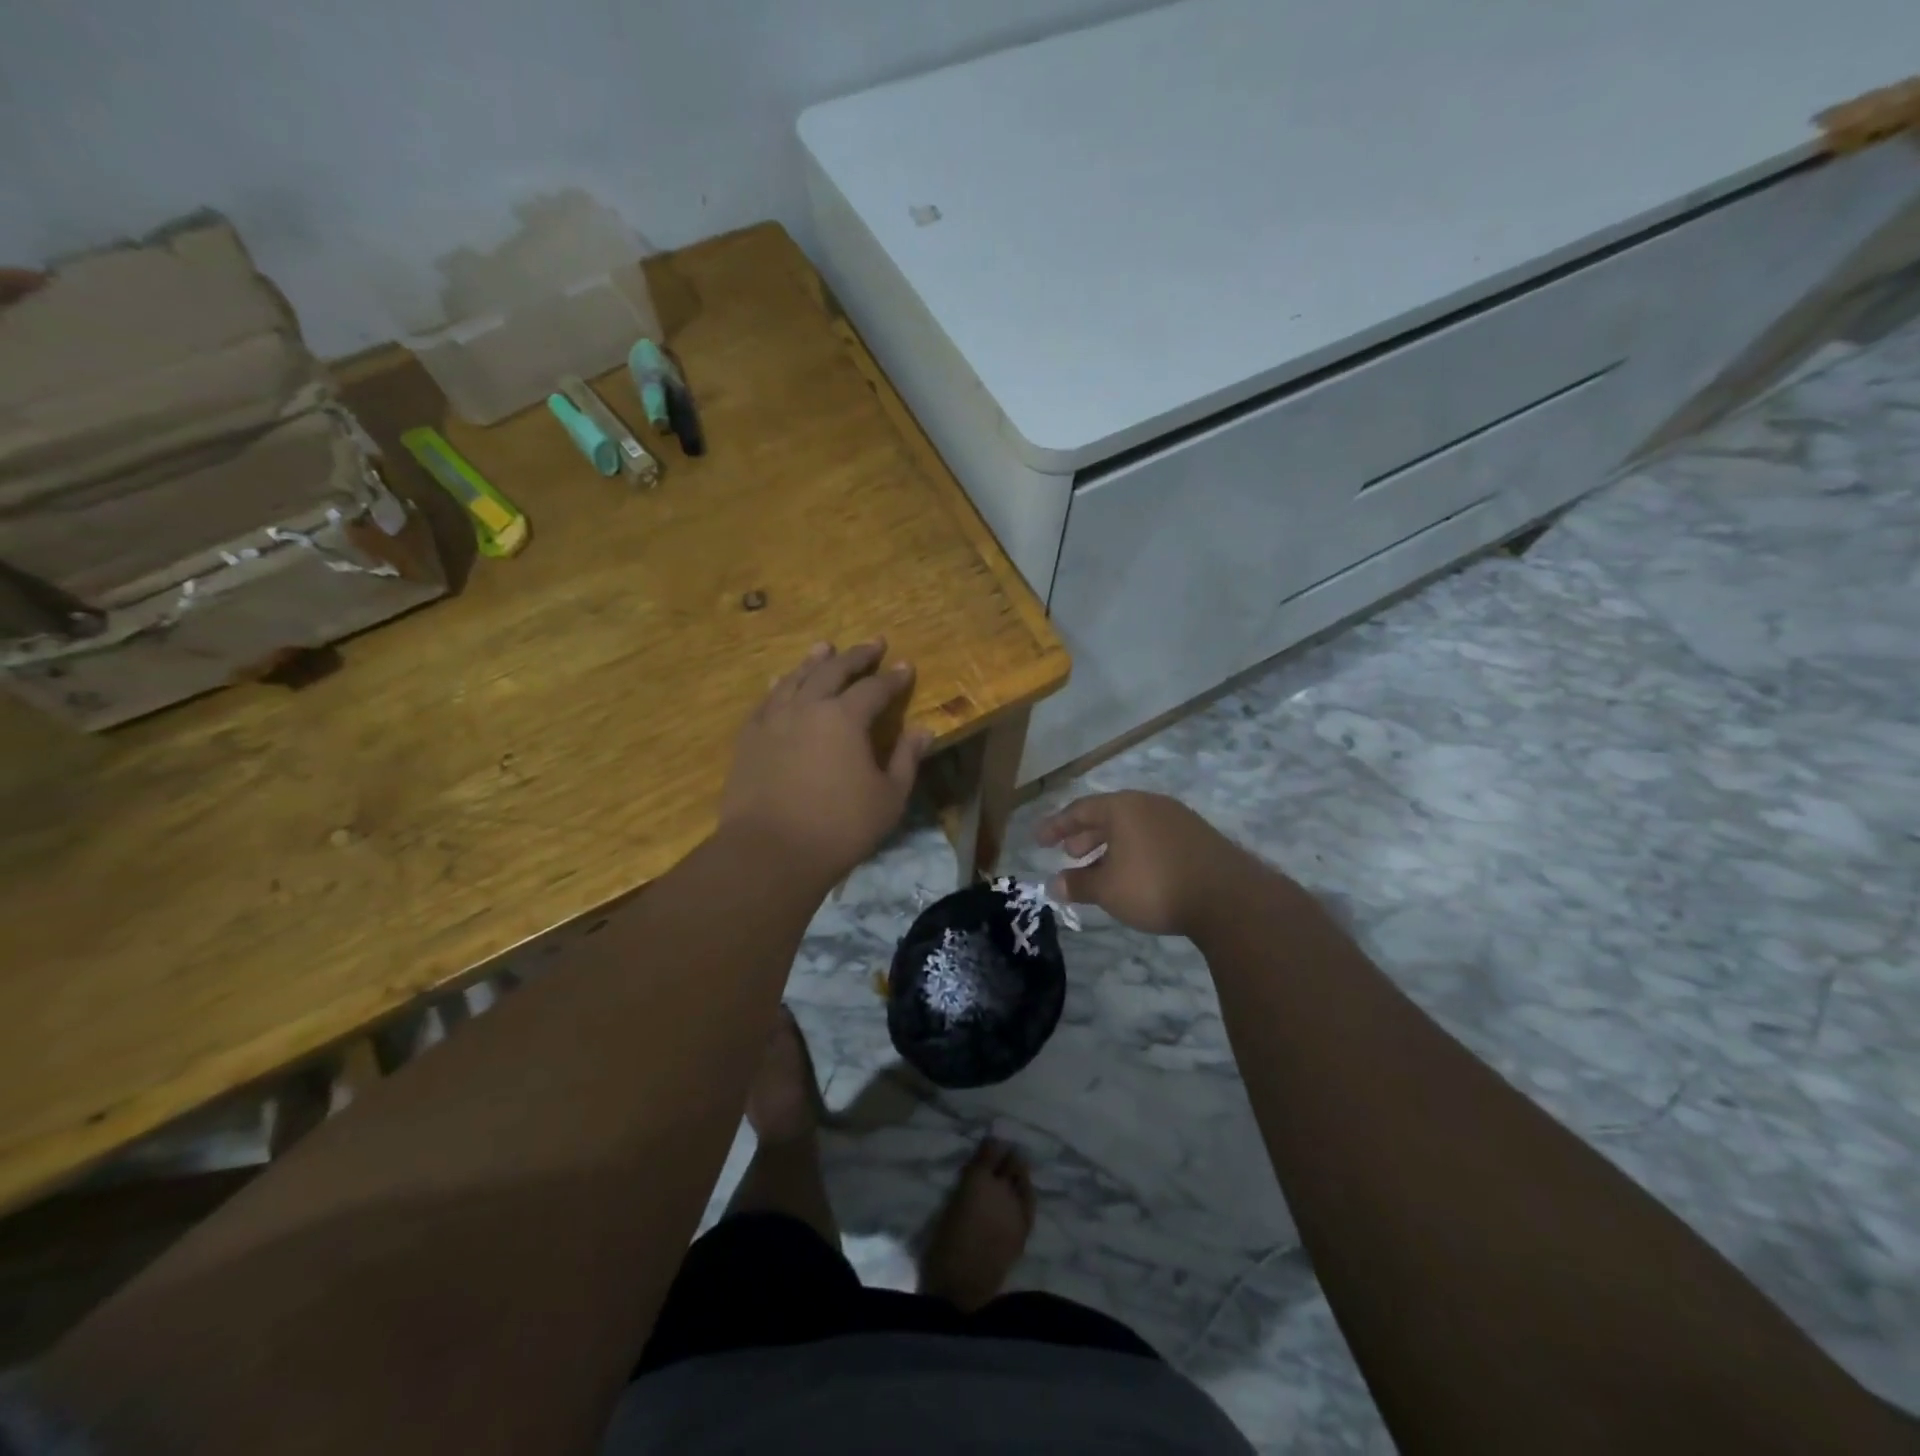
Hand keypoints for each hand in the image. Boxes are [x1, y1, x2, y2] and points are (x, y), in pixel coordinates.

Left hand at [720, 640, 931, 880]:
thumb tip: (923, 730)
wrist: (770, 851)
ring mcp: (773, 719)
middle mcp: (808, 707)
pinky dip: (780, 685)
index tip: (906, 666)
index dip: (893, 678)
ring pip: (796, 678)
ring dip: (815, 661)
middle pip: (834, 671)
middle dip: (857, 656)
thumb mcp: (889, 798)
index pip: (875, 688)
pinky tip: (781, 682)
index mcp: (845, 718)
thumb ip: (906, 759)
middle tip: (873, 643)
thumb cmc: (840, 828)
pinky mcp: (749, 737)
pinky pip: (766, 700)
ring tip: (825, 648)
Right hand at [1036, 791, 1254, 936]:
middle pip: (1108, 814)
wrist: (1229, 898)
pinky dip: (1135, 850)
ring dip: (1111, 845)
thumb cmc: (1155, 886)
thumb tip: (1053, 884)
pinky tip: (1136, 874)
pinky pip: (1154, 836)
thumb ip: (1078, 884)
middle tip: (1070, 854)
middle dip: (1085, 835)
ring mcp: (1177, 818)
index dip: (1056, 825)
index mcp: (1123, 807)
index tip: (1038, 840)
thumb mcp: (1108, 889)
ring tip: (1100, 868)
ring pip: (1133, 826)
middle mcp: (1149, 804)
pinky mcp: (1198, 836)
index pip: (1080, 809)